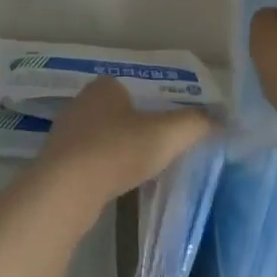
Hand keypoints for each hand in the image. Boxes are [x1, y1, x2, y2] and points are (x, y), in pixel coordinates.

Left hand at [35, 77, 213, 210]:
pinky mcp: (55, 161)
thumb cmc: (118, 150)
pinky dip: (100, 168)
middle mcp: (81, 102)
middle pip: (115, 111)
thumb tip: (220, 120)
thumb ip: (195, 123)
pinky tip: (112, 184)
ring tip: (137, 170)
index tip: (165, 126)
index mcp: (105, 86)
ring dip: (115, 149)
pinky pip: (85, 159)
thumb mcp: (167, 134)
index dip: (150, 105)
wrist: (66, 189)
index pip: (132, 88)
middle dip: (133, 127)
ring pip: (99, 136)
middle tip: (156, 148)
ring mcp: (64, 132)